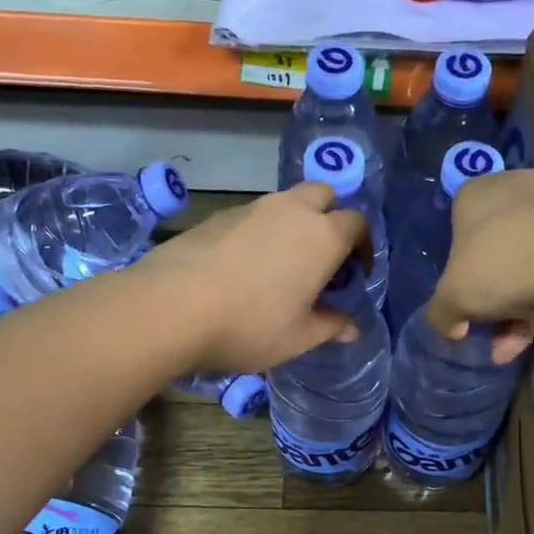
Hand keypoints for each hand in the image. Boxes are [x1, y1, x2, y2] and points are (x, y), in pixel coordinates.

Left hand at [140, 183, 368, 373]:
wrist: (172, 306)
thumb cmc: (249, 325)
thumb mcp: (297, 337)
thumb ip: (329, 327)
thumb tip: (351, 327)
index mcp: (322, 237)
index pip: (357, 223)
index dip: (362, 246)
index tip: (354, 274)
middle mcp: (291, 211)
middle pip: (323, 196)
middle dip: (330, 218)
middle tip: (322, 257)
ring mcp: (252, 208)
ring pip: (285, 203)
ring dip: (293, 224)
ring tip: (281, 265)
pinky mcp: (218, 215)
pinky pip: (252, 216)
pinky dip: (260, 232)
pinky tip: (243, 267)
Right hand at [426, 169, 533, 364]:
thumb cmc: (499, 265)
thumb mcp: (451, 299)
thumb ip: (441, 314)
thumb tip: (452, 326)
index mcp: (475, 194)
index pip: (456, 225)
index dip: (456, 266)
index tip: (460, 295)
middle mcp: (514, 190)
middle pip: (494, 249)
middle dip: (489, 295)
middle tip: (485, 327)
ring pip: (527, 263)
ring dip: (514, 310)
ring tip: (506, 350)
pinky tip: (528, 342)